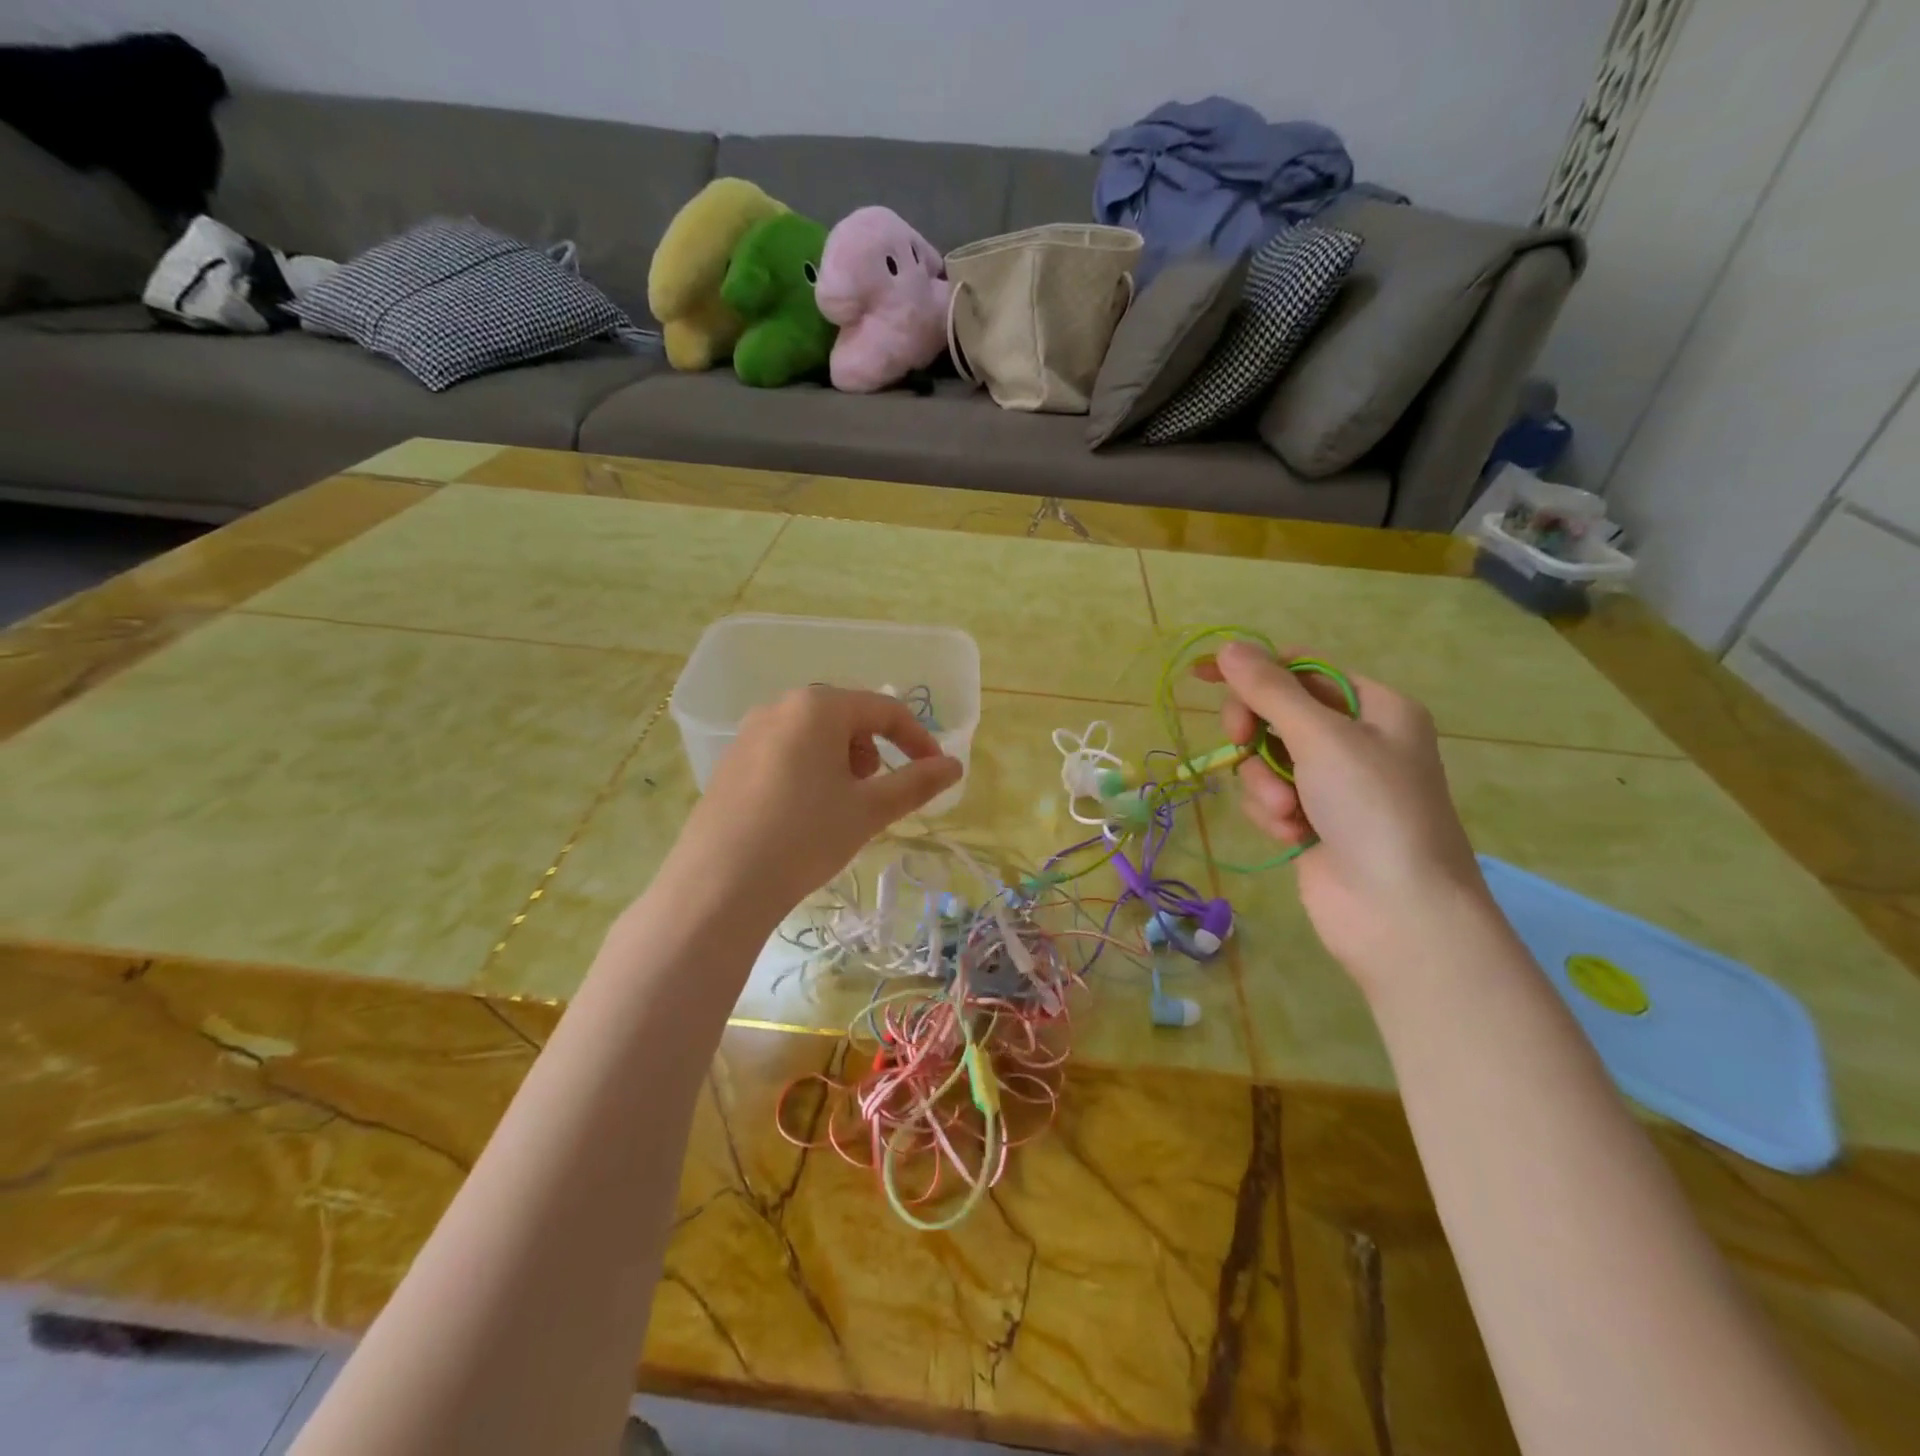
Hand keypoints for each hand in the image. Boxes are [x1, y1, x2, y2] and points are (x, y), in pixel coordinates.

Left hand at [666, 687, 962, 917]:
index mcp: (818, 707)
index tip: (935, 771)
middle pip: (846, 718)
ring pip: (813, 736)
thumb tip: (954, 766)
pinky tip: (803, 813)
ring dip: (841, 761)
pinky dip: (808, 771)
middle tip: (877, 792)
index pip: (884, 710)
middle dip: (873, 750)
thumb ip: (917, 782)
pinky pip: (784, 752)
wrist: (720, 885)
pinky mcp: (730, 762)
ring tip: (841, 805)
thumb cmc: (806, 836)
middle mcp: (780, 707)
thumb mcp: (870, 810)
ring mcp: (749, 733)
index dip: (917, 739)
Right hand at [1206, 641, 1490, 990]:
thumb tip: (1228, 647)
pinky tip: (1292, 836)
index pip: (1303, 669)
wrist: (1399, 913)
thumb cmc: (1372, 810)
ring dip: (1265, 783)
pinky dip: (1272, 813)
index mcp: (1375, 707)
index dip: (1254, 670)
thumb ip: (1269, 690)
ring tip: (1286, 812)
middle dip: (1256, 733)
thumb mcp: (1321, 738)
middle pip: (1278, 713)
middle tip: (1239, 741)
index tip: (1204, 676)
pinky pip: (1270, 797)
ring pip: (1267, 760)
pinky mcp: (1313, 822)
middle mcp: (1356, 741)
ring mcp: (1333, 785)